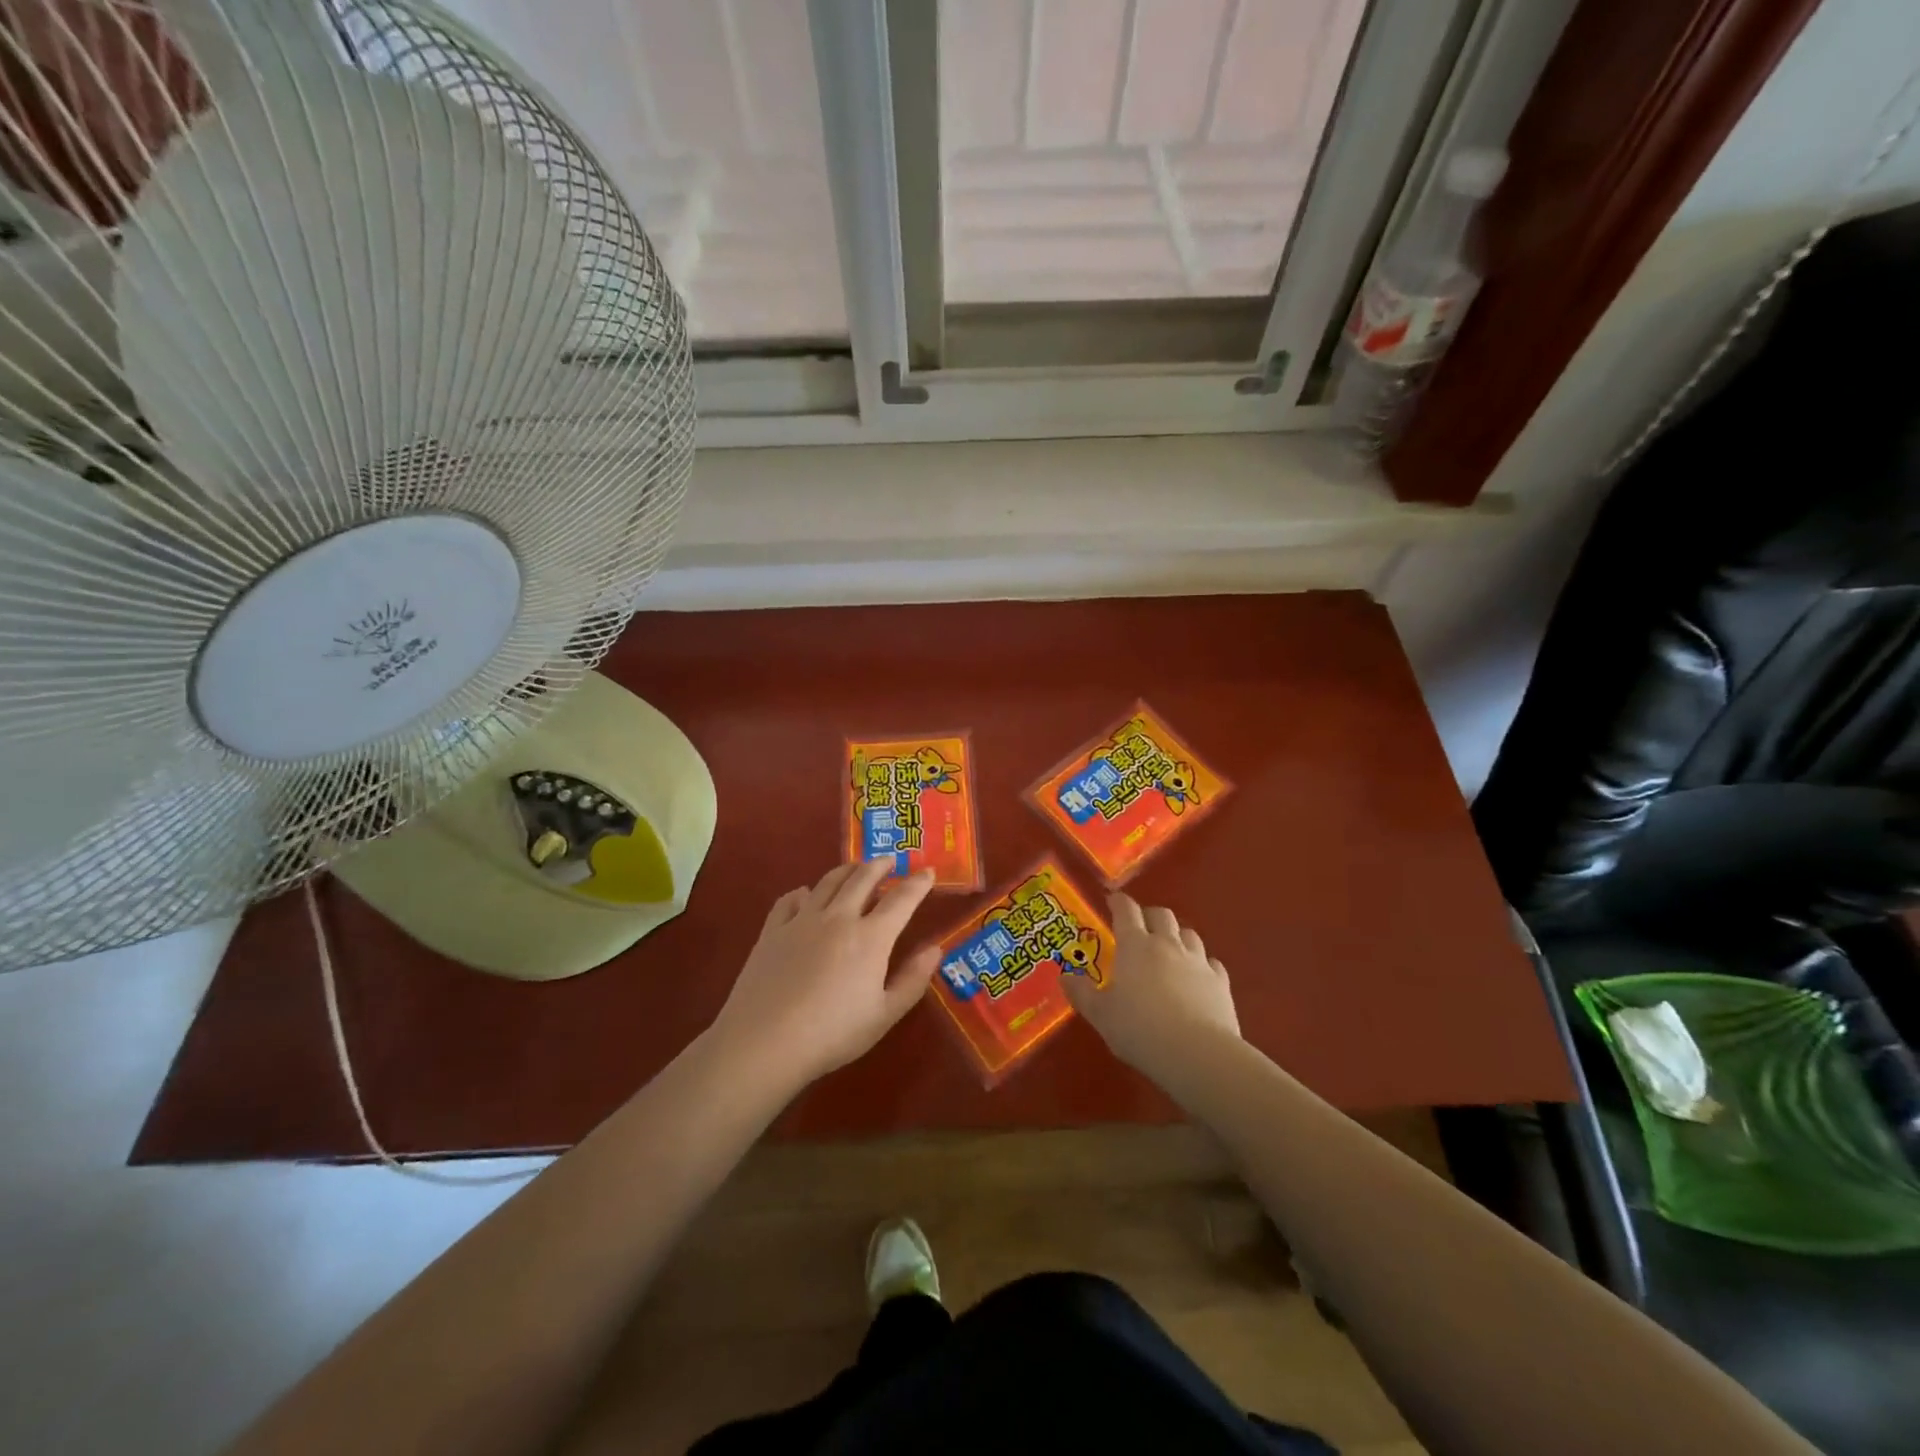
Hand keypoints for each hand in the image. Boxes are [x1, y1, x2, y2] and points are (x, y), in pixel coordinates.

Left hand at [710, 859, 941, 1093]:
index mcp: (870, 938)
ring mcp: (802, 920)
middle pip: (862, 878)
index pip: (901, 900)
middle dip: (880, 865)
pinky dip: (804, 892)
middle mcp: (838, 918)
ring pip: (828, 882)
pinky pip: (790, 899)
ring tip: (855, 868)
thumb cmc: (832, 1034)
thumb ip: (912, 980)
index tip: (928, 871)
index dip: (918, 883)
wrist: (764, 1042)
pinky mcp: (773, 930)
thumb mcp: (883, 1016)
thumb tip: (935, 949)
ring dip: (846, 870)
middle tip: (890, 860)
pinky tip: (805, 895)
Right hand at [1065, 892, 1239, 1083]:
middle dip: (1149, 915)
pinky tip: (1197, 976)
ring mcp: (1197, 961)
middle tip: (1140, 927)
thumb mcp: (1100, 1015)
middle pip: (1161, 914)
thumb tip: (1065, 976)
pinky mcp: (1220, 981)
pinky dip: (1202, 963)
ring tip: (1170, 949)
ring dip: (1177, 935)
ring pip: (1188, 933)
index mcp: (1134, 946)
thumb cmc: (1140, 1030)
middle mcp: (1167, 944)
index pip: (1126, 910)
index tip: (1112, 901)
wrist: (1197, 1053)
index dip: (1118, 902)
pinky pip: (1211, 962)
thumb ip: (1081, 993)